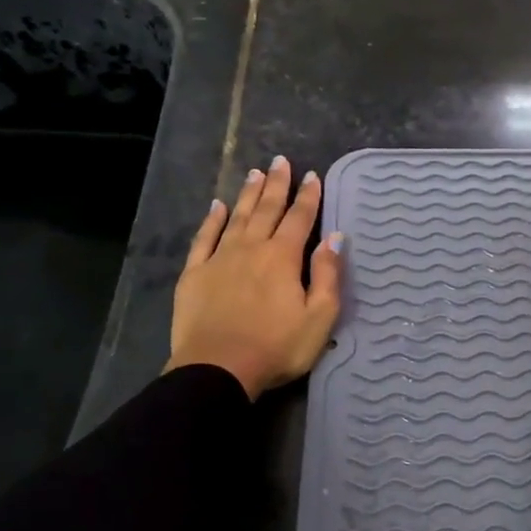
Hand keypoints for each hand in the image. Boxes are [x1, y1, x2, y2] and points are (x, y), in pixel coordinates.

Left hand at [167, 156, 342, 399]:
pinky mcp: (194, 274)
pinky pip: (204, 238)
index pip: (300, 219)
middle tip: (280, 161)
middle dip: (276, 184)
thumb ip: (328, 275)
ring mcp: (219, 259)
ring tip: (254, 173)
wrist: (218, 369)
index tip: (312, 175)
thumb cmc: (277, 347)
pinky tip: (216, 206)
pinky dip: (211, 220)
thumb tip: (336, 238)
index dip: (308, 196)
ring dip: (247, 194)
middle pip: (266, 209)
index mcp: (283, 257)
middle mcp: (251, 248)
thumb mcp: (319, 317)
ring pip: (236, 217)